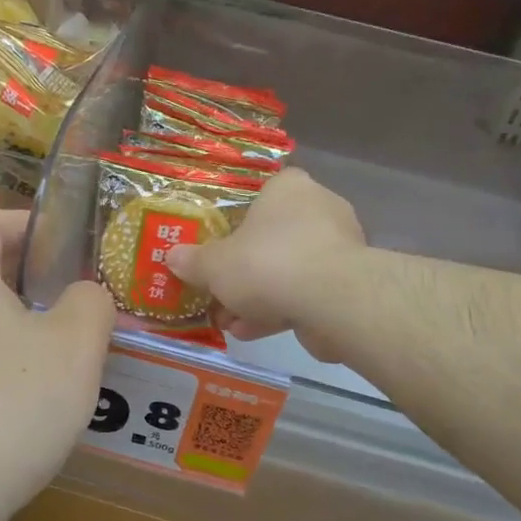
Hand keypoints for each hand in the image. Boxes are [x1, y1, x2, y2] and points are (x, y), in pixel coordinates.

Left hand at [0, 209, 114, 520]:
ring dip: (21, 323)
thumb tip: (86, 296)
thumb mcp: (74, 345)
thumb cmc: (12, 402)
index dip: (28, 222)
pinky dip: (3, 361)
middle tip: (80, 295)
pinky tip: (39, 394)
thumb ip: (91, 303)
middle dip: (33, 277)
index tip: (68, 243)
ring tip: (69, 346)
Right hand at [164, 169, 365, 359]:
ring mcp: (338, 248)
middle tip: (217, 290)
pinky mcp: (348, 284)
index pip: (263, 192)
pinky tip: (250, 332)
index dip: (238, 218)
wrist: (331, 301)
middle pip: (273, 236)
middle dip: (243, 268)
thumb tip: (172, 257)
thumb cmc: (268, 263)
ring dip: (258, 296)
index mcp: (289, 188)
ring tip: (228, 320)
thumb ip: (193, 261)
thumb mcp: (215, 264)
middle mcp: (319, 209)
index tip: (220, 244)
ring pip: (288, 269)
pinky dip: (279, 310)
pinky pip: (305, 293)